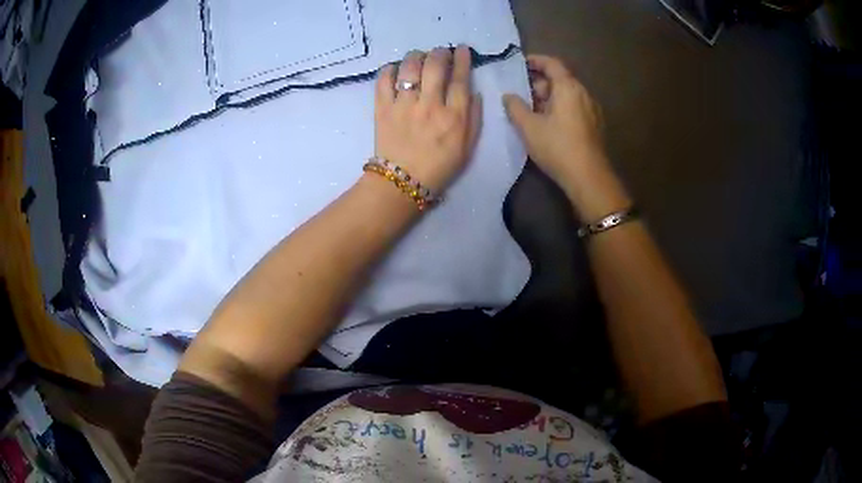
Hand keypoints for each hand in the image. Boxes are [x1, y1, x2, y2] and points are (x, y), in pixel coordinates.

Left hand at [375, 46, 482, 192]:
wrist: (403, 182)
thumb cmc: (440, 166)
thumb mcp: (468, 147)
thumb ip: (475, 118)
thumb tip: (474, 92)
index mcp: (454, 116)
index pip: (460, 78)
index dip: (462, 59)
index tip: (461, 49)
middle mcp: (430, 105)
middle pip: (435, 66)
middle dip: (439, 53)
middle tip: (440, 52)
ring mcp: (404, 106)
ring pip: (409, 68)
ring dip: (416, 56)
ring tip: (418, 56)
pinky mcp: (382, 109)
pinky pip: (383, 81)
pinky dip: (389, 70)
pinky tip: (394, 69)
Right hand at [503, 55, 608, 195]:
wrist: (588, 178)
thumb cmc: (557, 147)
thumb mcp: (529, 126)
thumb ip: (515, 107)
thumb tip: (508, 96)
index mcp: (568, 87)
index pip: (552, 63)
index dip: (535, 60)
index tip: (520, 64)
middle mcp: (583, 94)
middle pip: (560, 79)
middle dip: (539, 83)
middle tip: (521, 95)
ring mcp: (592, 110)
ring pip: (567, 95)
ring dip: (549, 98)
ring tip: (531, 112)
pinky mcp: (594, 125)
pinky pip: (574, 108)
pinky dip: (560, 109)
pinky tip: (548, 125)